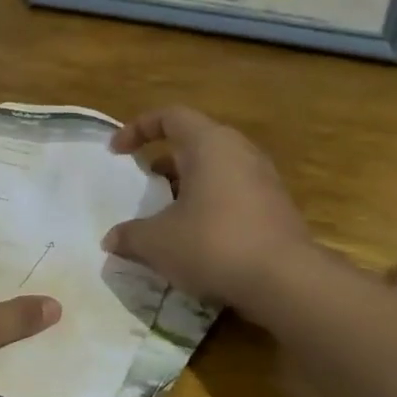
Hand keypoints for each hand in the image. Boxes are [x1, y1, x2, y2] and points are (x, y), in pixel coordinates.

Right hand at [103, 107, 312, 309]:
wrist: (284, 280)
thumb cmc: (212, 244)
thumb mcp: (157, 242)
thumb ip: (129, 236)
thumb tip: (111, 240)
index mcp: (209, 145)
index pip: (171, 116)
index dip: (138, 128)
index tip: (117, 152)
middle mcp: (239, 152)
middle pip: (194, 143)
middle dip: (163, 161)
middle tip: (143, 185)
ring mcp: (262, 180)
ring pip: (215, 170)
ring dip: (186, 187)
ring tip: (165, 215)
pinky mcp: (274, 208)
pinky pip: (231, 194)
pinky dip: (207, 206)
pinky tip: (194, 238)